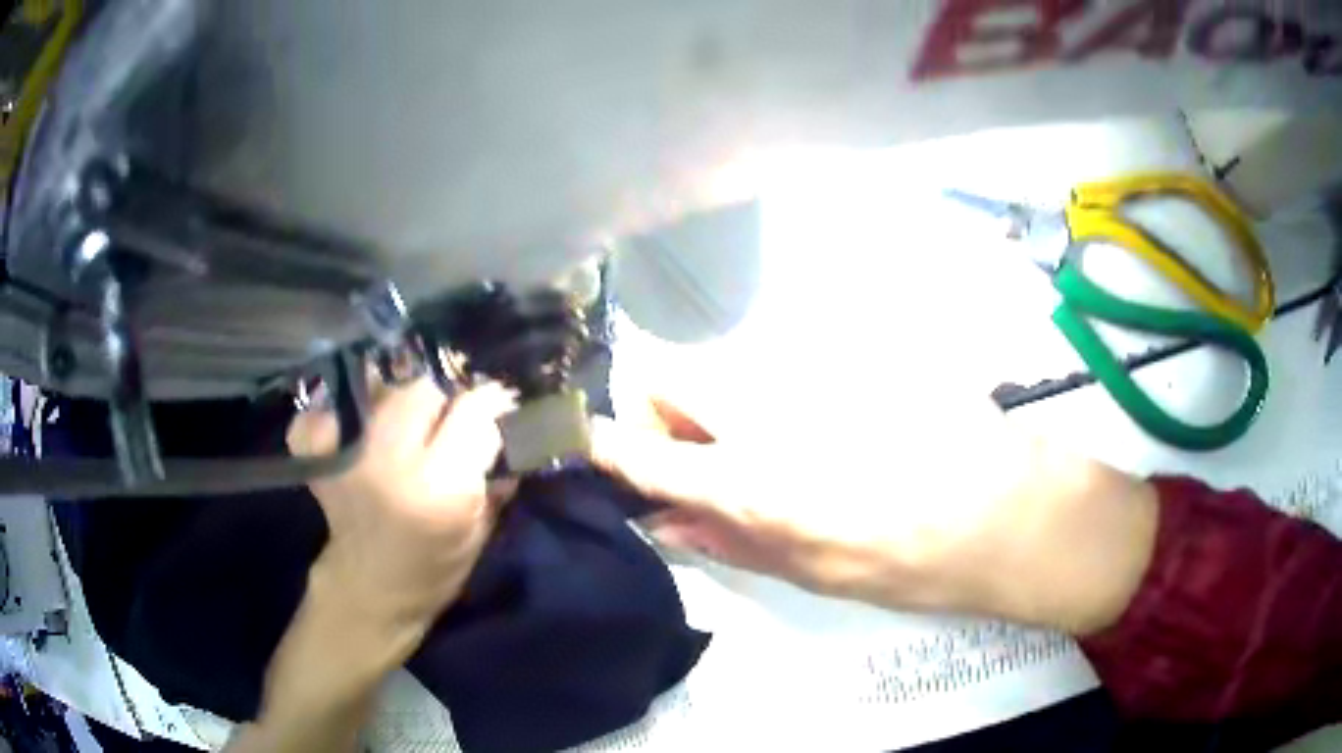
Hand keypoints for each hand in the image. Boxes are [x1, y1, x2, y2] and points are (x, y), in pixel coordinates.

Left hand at [287, 377, 514, 643]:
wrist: (370, 593)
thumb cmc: (434, 571)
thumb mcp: (480, 532)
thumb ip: (493, 478)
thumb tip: (510, 429)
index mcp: (442, 489)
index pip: (474, 413)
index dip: (491, 406)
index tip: (498, 408)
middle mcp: (392, 462)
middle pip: (424, 391)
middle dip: (443, 403)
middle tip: (446, 424)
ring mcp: (348, 456)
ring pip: (382, 392)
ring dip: (399, 403)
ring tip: (404, 429)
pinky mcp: (320, 459)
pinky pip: (325, 413)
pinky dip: (337, 414)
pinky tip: (354, 431)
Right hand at [591, 393, 1157, 635]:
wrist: (1005, 508)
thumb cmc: (909, 560)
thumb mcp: (810, 573)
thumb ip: (730, 541)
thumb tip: (669, 525)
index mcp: (748, 477)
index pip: (643, 450)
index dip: (603, 444)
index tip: (581, 440)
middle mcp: (764, 406)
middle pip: (670, 374)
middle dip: (660, 411)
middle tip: (694, 457)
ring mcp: (806, 371)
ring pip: (726, 371)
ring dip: (718, 407)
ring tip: (767, 455)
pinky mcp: (843, 357)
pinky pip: (780, 369)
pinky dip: (772, 398)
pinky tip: (819, 433)